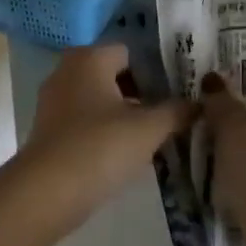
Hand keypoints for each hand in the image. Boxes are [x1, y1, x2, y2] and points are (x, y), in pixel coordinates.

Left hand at [20, 46, 190, 225]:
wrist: (47, 192)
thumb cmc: (100, 147)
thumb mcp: (149, 129)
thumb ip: (176, 111)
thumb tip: (199, 103)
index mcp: (89, 58)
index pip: (130, 53)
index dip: (157, 71)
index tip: (178, 94)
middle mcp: (66, 71)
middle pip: (113, 75)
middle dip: (141, 93)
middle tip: (170, 115)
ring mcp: (53, 102)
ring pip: (98, 100)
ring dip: (123, 115)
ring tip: (152, 136)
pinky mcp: (47, 130)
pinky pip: (83, 122)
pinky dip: (103, 131)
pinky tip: (123, 153)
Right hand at [200, 71, 245, 245]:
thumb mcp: (236, 137)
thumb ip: (221, 104)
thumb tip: (212, 81)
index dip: (221, 86)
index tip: (190, 99)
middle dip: (221, 120)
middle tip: (189, 130)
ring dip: (227, 149)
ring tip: (196, 160)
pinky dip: (239, 172)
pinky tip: (217, 185)